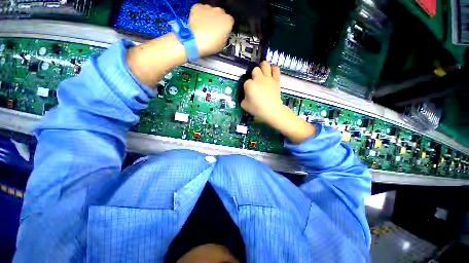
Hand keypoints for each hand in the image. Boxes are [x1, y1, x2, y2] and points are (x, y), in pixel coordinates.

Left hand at [188, 4, 233, 56]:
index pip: (230, 22)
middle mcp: (220, 11)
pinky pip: (201, 10)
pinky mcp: (198, 7)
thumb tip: (222, 33)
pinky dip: (200, 15)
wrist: (195, 41)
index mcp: (228, 21)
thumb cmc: (210, 45)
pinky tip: (198, 24)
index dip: (226, 27)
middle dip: (218, 21)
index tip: (223, 32)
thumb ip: (225, 35)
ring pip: (211, 11)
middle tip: (213, 30)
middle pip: (221, 14)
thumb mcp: (223, 43)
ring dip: (209, 17)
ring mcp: (208, 7)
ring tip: (205, 28)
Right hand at [241, 61, 282, 121]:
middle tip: (255, 80)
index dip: (247, 86)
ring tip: (262, 70)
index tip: (249, 92)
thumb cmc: (257, 109)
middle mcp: (258, 79)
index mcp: (249, 85)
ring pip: (265, 65)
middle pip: (255, 70)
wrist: (272, 110)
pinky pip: (276, 69)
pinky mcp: (276, 80)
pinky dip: (273, 69)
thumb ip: (243, 98)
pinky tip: (272, 71)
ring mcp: (268, 78)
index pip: (246, 82)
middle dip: (254, 74)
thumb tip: (246, 95)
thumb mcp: (244, 105)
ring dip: (263, 66)